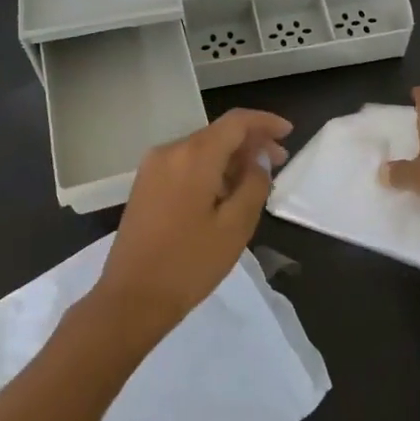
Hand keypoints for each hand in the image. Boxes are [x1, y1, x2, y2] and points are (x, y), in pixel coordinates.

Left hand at [92, 108, 292, 340]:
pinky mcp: (146, 185)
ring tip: (257, 179)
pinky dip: (210, 168)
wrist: (131, 298)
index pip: (236, 122)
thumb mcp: (235, 226)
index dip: (265, 122)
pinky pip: (185, 164)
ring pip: (202, 148)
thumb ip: (253, 185)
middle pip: (218, 133)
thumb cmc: (189, 263)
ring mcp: (153, 167)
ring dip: (231, 157)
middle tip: (280, 161)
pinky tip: (226, 190)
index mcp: (194, 156)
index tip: (288, 132)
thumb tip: (258, 162)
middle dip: (251, 142)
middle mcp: (170, 151)